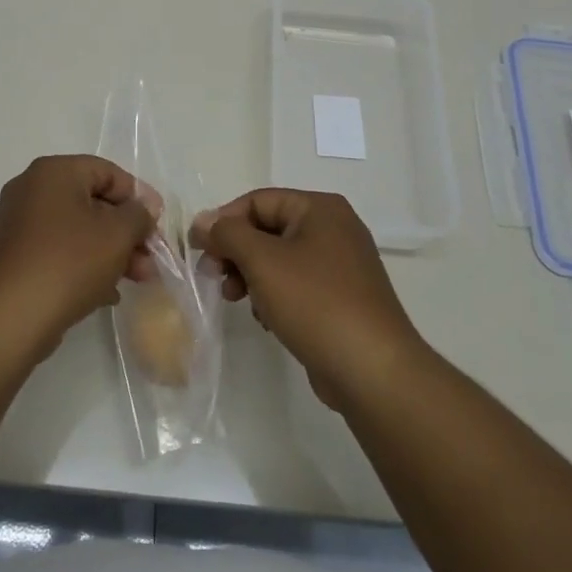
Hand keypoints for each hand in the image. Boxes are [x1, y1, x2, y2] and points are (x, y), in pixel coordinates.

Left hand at [0, 156, 156, 360]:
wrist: (10, 318)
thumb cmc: (68, 263)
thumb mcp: (117, 234)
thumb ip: (138, 215)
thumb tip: (143, 209)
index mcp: (54, 172)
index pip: (108, 172)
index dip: (139, 197)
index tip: (159, 226)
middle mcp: (32, 189)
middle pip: (94, 202)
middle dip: (128, 231)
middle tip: (152, 259)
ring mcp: (20, 224)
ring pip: (79, 230)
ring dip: (112, 251)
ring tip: (139, 280)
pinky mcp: (16, 256)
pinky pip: (60, 251)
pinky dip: (86, 265)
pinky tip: (108, 293)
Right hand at [192, 189, 423, 408]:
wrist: (372, 370)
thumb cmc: (315, 303)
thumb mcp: (262, 261)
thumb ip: (227, 234)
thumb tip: (202, 220)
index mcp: (320, 208)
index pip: (258, 201)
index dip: (223, 221)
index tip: (198, 250)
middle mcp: (334, 228)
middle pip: (268, 228)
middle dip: (236, 252)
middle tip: (214, 277)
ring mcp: (341, 265)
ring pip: (279, 259)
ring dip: (251, 275)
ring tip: (236, 300)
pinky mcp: (341, 298)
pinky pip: (296, 284)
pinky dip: (274, 295)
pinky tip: (266, 318)